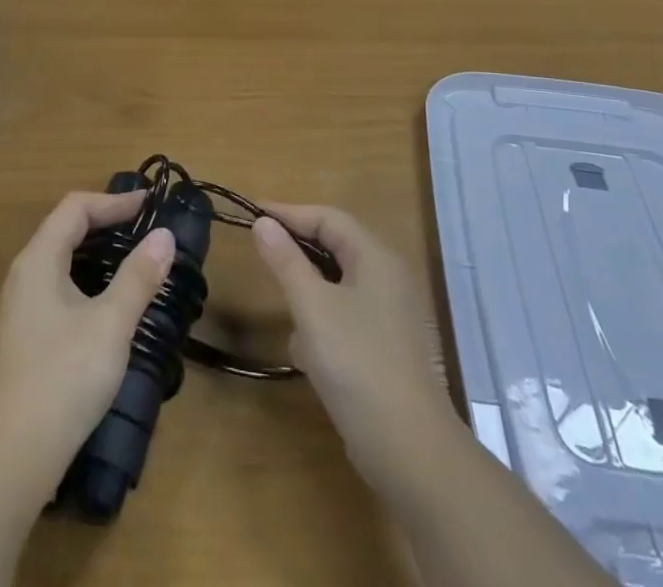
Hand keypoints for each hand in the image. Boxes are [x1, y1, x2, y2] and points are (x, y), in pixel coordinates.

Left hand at [0, 192, 175, 500]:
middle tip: (146, 230)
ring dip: (98, 255)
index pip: (75, 208)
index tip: (150, 205)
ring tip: (134, 263)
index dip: (114, 201)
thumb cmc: (62, 378)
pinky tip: (109, 309)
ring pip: (61, 264)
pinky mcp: (23, 344)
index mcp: (38, 261)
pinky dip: (88, 283)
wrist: (7, 463)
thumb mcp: (111, 323)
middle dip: (107, 224)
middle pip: (65, 231)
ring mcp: (19, 313)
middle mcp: (22, 278)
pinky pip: (59, 292)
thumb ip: (138, 277)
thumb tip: (164, 235)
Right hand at [252, 205, 450, 489]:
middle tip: (262, 252)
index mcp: (376, 257)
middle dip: (299, 252)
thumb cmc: (358, 364)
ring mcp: (391, 314)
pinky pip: (347, 318)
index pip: (328, 218)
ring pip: (339, 285)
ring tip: (285, 310)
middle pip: (336, 247)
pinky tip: (307, 353)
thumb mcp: (312, 308)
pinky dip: (324, 325)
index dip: (290, 213)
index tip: (253, 213)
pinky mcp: (387, 348)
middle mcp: (388, 277)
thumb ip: (286, 262)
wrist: (410, 449)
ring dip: (310, 294)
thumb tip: (264, 223)